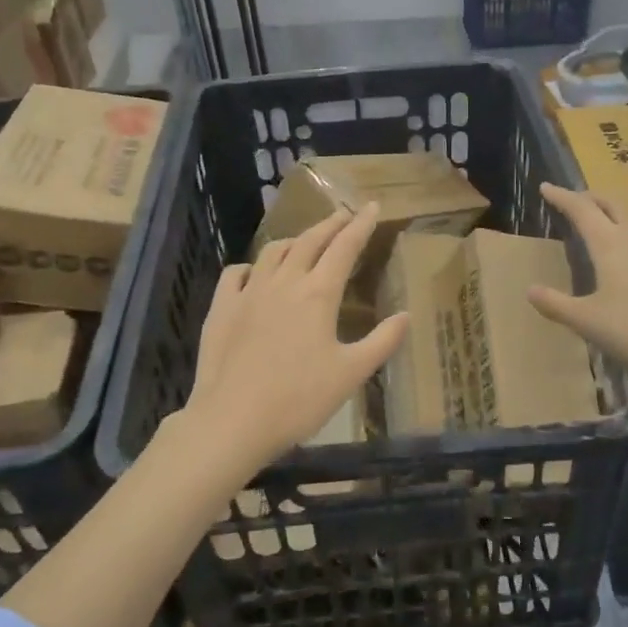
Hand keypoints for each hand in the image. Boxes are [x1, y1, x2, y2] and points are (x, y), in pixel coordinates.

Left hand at [182, 202, 407, 472]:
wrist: (233, 419)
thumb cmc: (300, 399)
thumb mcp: (351, 374)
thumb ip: (382, 342)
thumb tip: (406, 315)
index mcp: (318, 294)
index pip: (345, 248)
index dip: (361, 225)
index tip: (372, 206)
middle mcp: (284, 282)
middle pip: (309, 241)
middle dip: (330, 224)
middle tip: (344, 215)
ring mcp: (248, 292)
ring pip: (273, 252)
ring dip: (294, 241)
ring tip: (304, 242)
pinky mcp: (221, 308)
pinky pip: (236, 273)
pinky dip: (252, 266)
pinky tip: (255, 273)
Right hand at [527, 182, 627, 381]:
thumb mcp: (589, 322)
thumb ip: (556, 305)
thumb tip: (530, 290)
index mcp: (610, 242)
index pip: (580, 209)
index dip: (561, 197)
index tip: (546, 187)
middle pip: (612, 201)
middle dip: (591, 198)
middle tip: (576, 203)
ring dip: (619, 209)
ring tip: (610, 221)